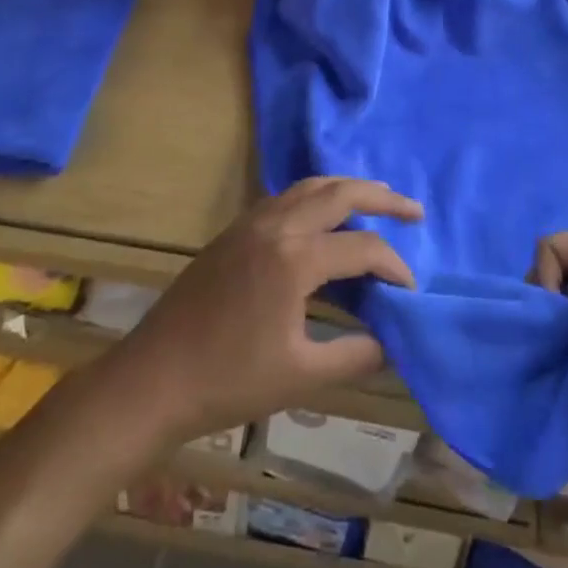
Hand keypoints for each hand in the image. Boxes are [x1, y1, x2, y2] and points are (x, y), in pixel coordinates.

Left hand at [106, 177, 421, 449]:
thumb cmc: (228, 381)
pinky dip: (316, 196)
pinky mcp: (234, 230)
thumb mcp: (301, 376)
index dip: (394, 267)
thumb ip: (354, 356)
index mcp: (296, 258)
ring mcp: (251, 222)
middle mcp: (277, 225)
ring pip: (310, 186)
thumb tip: (391, 343)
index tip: (411, 291)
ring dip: (347, 189)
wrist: (153, 378)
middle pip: (340, 193)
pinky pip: (285, 197)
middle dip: (382, 198)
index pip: (363, 248)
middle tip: (414, 210)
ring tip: (377, 199)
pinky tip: (324, 218)